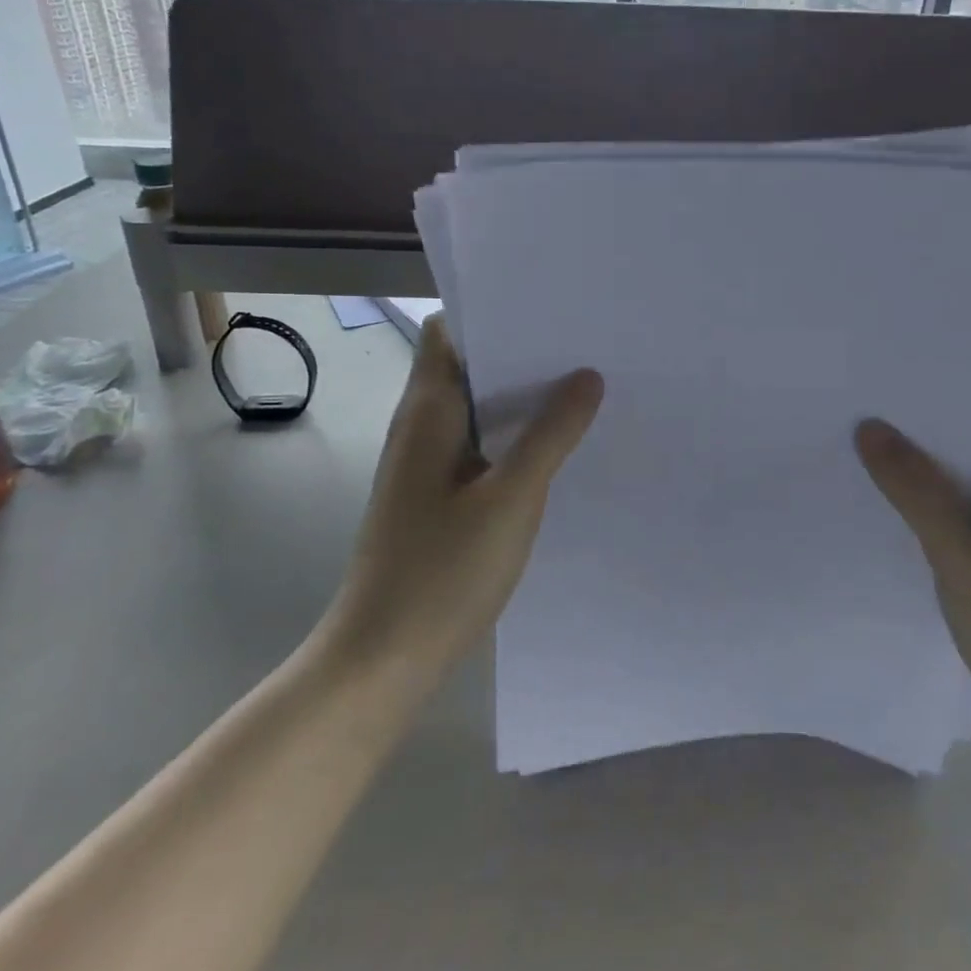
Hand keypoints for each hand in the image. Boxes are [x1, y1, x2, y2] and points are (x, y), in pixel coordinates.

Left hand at [324, 316, 603, 677]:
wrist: (382, 660)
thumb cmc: (442, 570)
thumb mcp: (512, 497)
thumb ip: (551, 434)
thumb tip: (587, 375)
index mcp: (428, 410)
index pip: (448, 331)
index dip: (492, 313)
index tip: (548, 309)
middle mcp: (422, 426)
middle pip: (468, 365)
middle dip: (521, 353)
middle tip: (584, 345)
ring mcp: (427, 464)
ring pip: (477, 408)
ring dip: (521, 397)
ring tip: (583, 387)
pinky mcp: (436, 496)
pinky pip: (479, 445)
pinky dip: (513, 436)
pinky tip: (557, 447)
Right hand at [855, 366, 970, 766]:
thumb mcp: (967, 559)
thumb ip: (918, 490)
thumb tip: (870, 428)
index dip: (965, 358)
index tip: (904, 350)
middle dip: (932, 403)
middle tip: (867, 388)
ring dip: (930, 448)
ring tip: (865, 430)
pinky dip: (935, 488)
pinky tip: (890, 493)